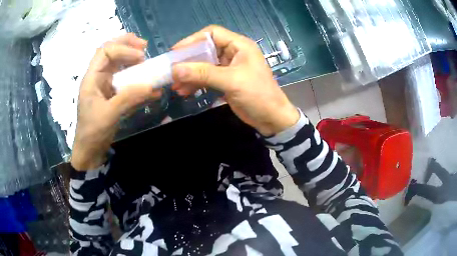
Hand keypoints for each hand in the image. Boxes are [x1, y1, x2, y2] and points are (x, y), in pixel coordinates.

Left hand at [71, 33, 161, 170]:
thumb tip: (152, 86)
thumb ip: (128, 98)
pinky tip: (151, 89)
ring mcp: (106, 86)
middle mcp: (98, 78)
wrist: (90, 151)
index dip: (123, 49)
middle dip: (128, 46)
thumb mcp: (109, 115)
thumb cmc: (93, 132)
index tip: (140, 57)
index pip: (105, 52)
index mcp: (92, 78)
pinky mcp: (113, 96)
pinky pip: (126, 83)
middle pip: (112, 53)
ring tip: (149, 62)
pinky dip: (138, 83)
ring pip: (120, 66)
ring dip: (135, 62)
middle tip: (145, 46)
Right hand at [171, 25, 298, 135]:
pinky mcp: (225, 80)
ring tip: (175, 86)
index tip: (175, 52)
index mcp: (239, 45)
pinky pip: (206, 77)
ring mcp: (228, 67)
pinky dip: (195, 83)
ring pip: (203, 65)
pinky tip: (184, 91)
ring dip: (189, 74)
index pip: (212, 33)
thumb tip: (175, 70)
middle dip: (188, 61)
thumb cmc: (257, 95)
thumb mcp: (231, 81)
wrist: (271, 119)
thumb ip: (203, 73)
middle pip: (205, 49)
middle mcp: (233, 52)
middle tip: (172, 71)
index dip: (193, 40)